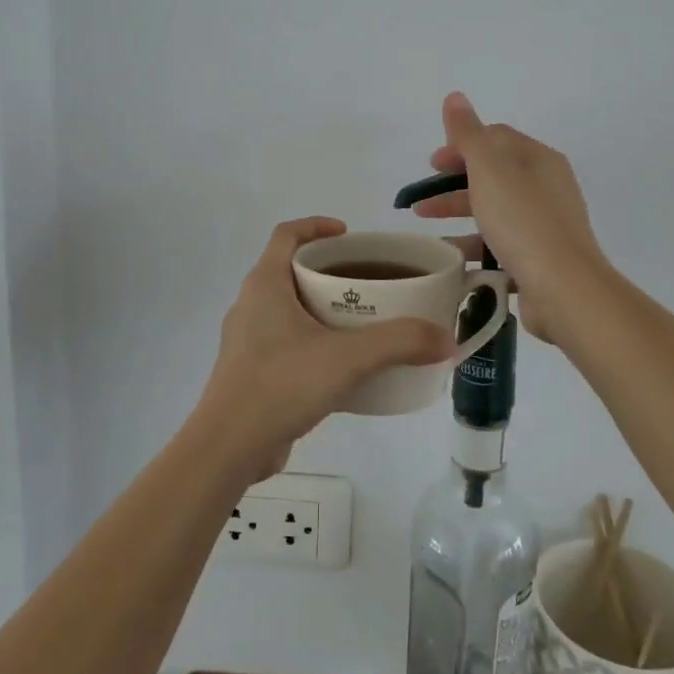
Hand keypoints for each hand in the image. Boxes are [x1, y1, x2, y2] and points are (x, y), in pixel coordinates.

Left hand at [194, 217, 453, 478]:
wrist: (228, 448)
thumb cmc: (280, 385)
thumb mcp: (347, 358)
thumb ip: (398, 343)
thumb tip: (445, 338)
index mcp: (265, 284)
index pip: (286, 234)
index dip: (316, 225)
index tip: (349, 234)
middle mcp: (251, 304)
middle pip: (290, 269)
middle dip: (328, 270)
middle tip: (367, 281)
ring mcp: (247, 339)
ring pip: (289, 308)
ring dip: (321, 307)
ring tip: (361, 321)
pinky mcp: (251, 371)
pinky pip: (286, 341)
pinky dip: (313, 340)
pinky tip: (342, 365)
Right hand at [410, 93, 610, 345]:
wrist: (564, 289)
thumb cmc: (523, 221)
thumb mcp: (490, 170)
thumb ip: (468, 134)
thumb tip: (455, 97)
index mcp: (539, 160)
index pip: (496, 139)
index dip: (460, 146)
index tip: (431, 165)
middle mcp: (546, 188)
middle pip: (493, 176)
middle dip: (453, 185)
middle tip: (421, 200)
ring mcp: (545, 225)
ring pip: (494, 212)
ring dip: (459, 216)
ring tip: (426, 231)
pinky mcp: (540, 259)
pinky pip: (500, 246)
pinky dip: (473, 247)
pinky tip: (450, 260)